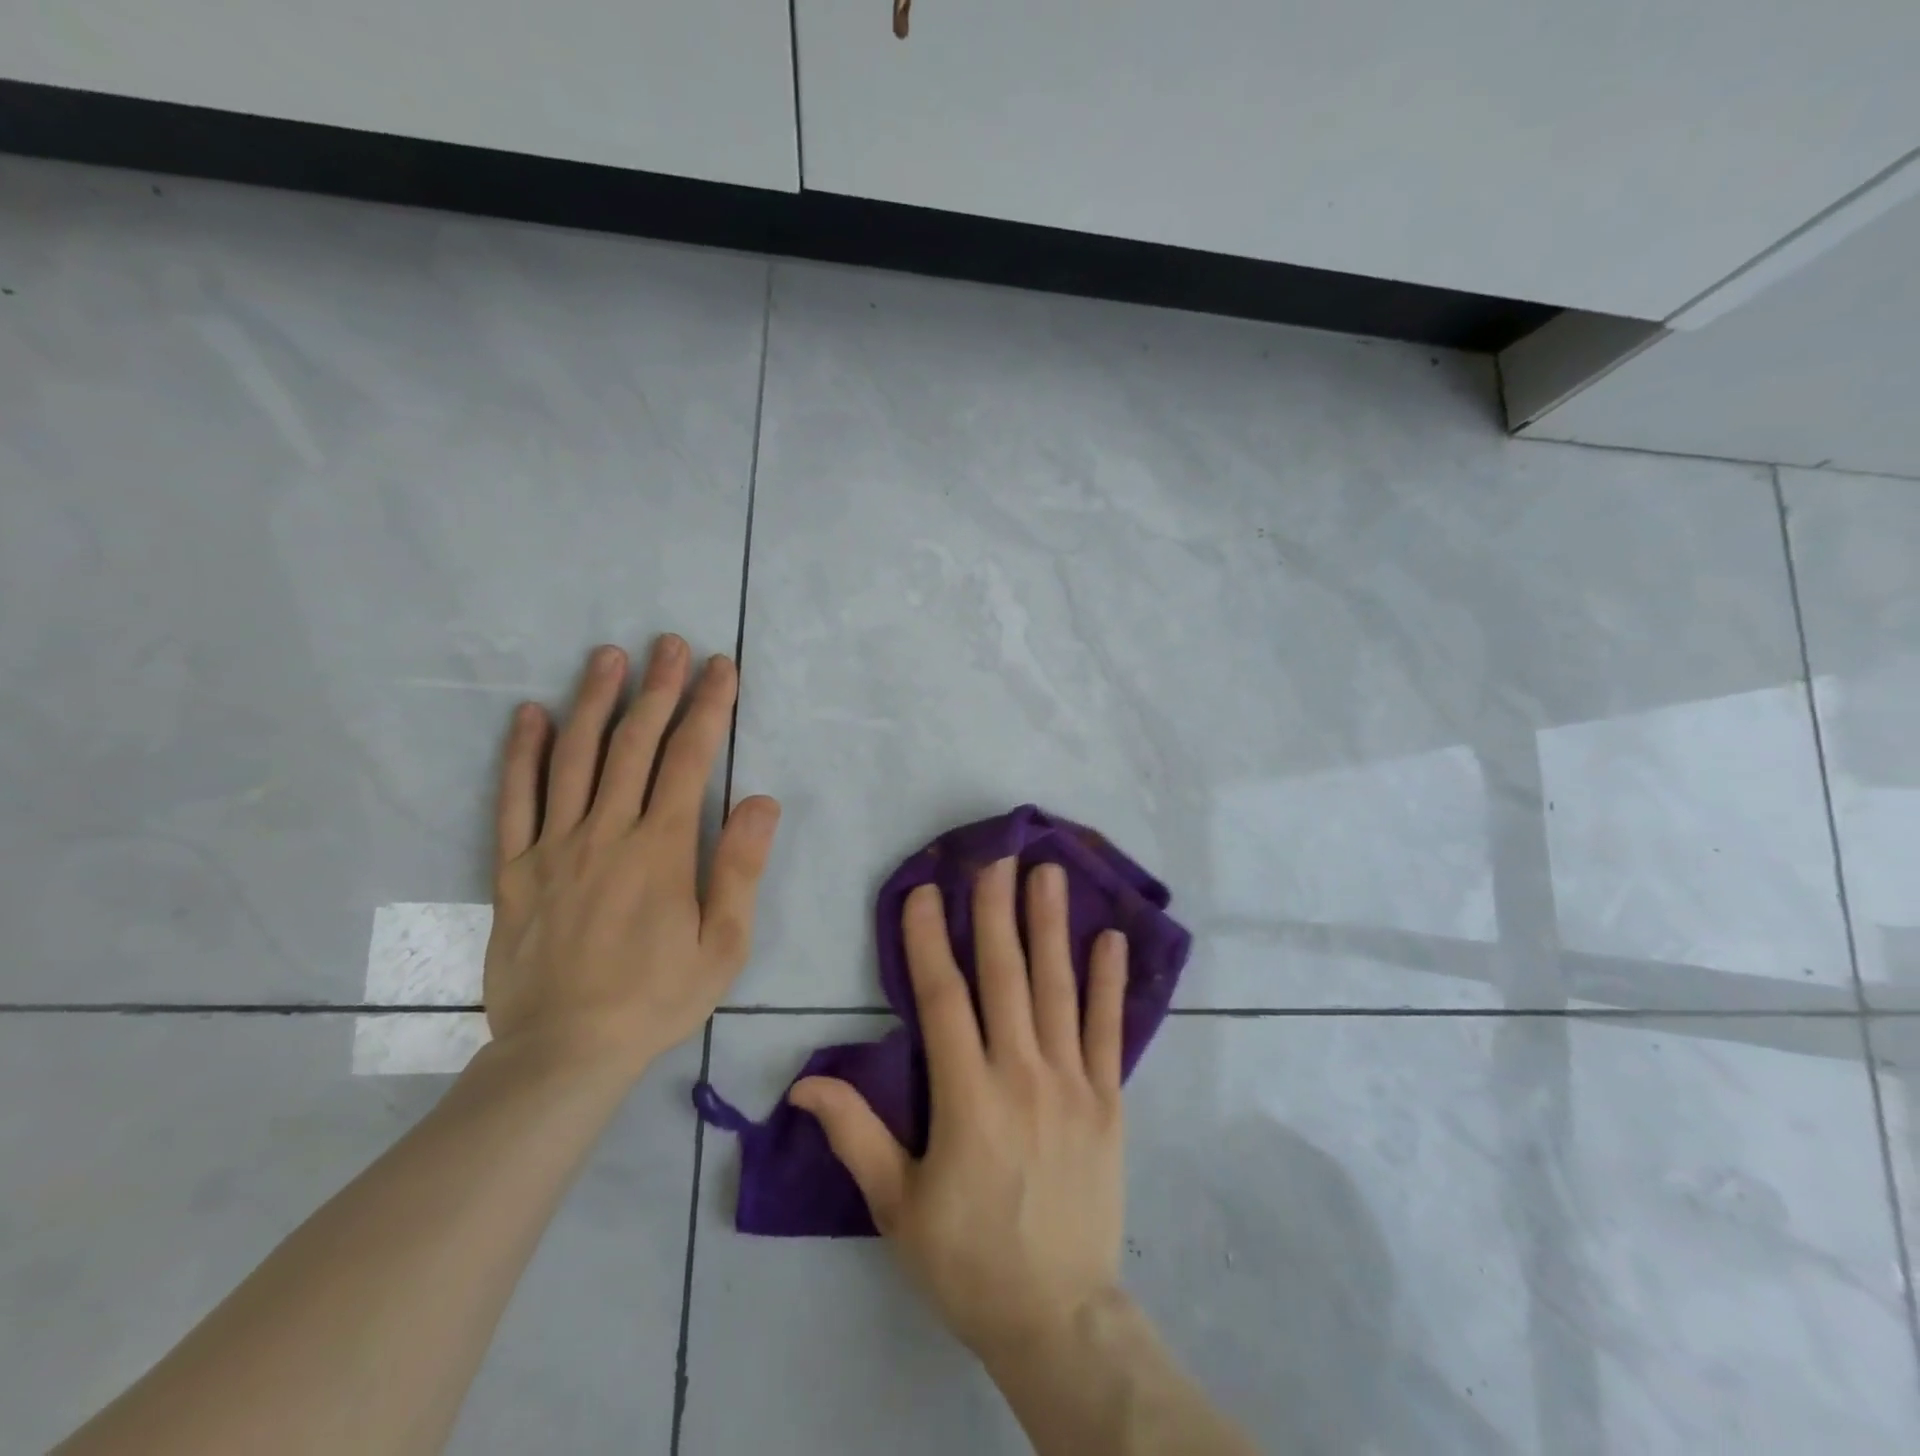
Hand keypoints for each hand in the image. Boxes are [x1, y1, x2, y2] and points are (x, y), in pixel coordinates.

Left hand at [483, 637, 780, 1080]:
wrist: (565, 1052)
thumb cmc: (657, 997)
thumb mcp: (723, 944)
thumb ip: (740, 868)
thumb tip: (761, 800)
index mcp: (661, 849)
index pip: (689, 759)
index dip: (708, 708)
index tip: (720, 668)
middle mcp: (606, 833)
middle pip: (633, 744)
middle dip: (657, 688)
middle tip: (669, 644)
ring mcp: (554, 847)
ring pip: (573, 758)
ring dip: (593, 701)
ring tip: (607, 657)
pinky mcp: (514, 869)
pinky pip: (514, 801)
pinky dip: (522, 754)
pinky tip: (529, 715)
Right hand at [790, 856, 1128, 1360]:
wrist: (1057, 1315)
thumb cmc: (967, 1259)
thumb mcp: (896, 1206)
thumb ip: (855, 1134)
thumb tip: (805, 1081)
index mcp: (966, 1096)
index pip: (942, 998)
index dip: (928, 940)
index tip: (923, 891)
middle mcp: (1021, 1074)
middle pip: (1005, 976)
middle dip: (996, 911)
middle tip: (997, 857)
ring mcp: (1072, 1083)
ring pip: (1058, 989)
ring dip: (1052, 927)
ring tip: (1050, 874)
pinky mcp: (1109, 1101)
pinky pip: (1110, 1031)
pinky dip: (1110, 983)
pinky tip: (1112, 939)